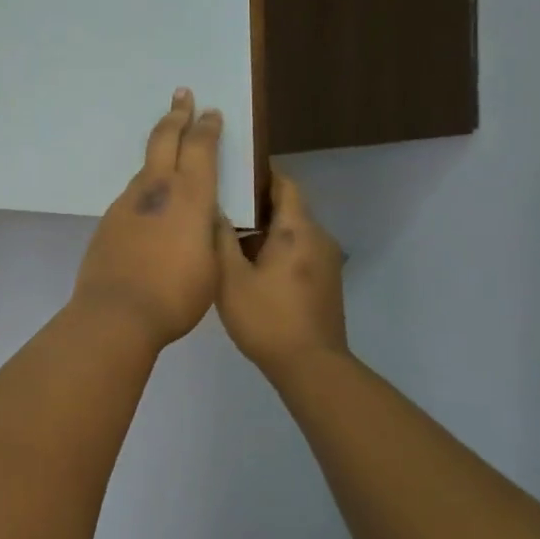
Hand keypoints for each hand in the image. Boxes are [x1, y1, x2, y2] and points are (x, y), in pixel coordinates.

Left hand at [71, 90, 223, 352]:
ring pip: (146, 166)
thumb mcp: (212, 265)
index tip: (211, 112)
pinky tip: (151, 205)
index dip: (207, 127)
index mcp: (189, 196)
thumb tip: (205, 217)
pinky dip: (146, 187)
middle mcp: (155, 189)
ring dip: (159, 152)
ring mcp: (127, 202)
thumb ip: (210, 233)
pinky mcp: (109, 220)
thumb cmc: (176, 294)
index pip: (200, 147)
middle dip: (176, 114)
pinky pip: (133, 194)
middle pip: (164, 139)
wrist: (117, 312)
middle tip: (181, 95)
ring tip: (169, 149)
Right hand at [216, 173, 349, 381]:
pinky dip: (275, 248)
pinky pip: (298, 251)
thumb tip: (212, 208)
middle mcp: (318, 237)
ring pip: (292, 231)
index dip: (260, 173)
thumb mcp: (231, 277)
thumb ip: (221, 238)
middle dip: (255, 203)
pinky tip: (247, 265)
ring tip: (227, 235)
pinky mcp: (325, 281)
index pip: (284, 183)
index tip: (232, 171)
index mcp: (297, 229)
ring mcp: (326, 260)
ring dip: (264, 229)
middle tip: (219, 204)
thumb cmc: (267, 318)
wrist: (311, 366)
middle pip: (288, 206)